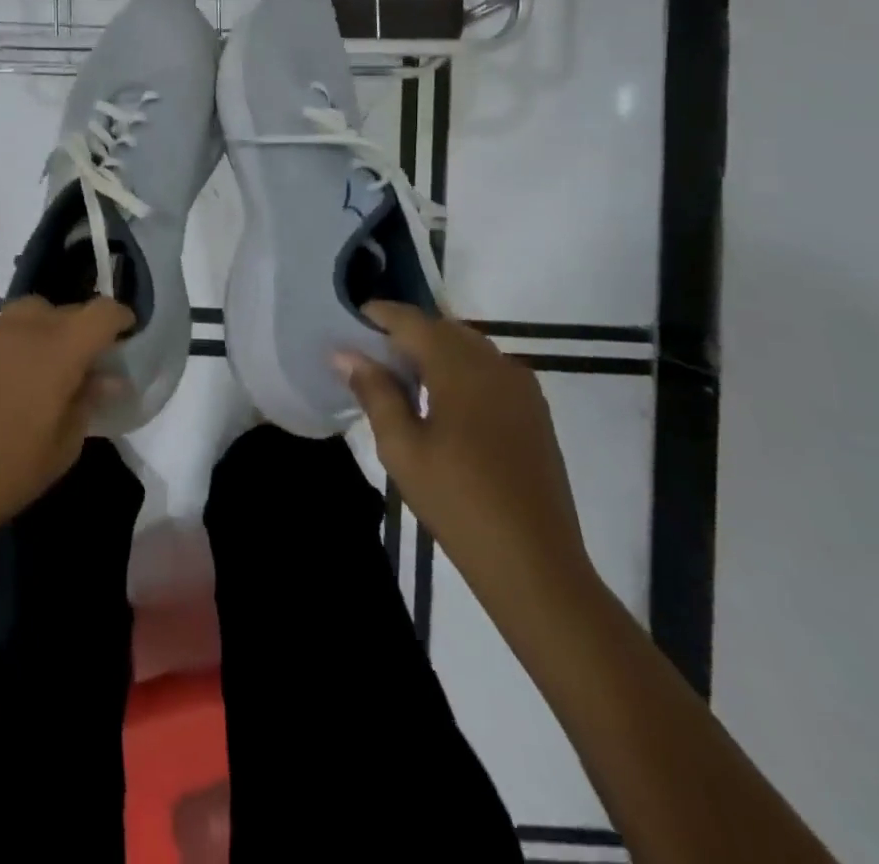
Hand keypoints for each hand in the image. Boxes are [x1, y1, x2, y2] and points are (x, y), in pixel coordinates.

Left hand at [0, 295, 131, 549]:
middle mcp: (21, 331)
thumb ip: (87, 402)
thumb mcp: (63, 447)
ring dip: (40, 333)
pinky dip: (6, 351)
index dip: (118, 318)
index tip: (126, 332)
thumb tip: (105, 379)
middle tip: (80, 361)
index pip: (100, 313)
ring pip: (23, 317)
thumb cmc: (7, 475)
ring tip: (37, 371)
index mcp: (57, 351)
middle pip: (60, 309)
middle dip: (77, 327)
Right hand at [337, 301, 592, 609]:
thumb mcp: (401, 447)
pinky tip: (442, 402)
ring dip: (433, 350)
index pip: (411, 320)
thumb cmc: (457, 501)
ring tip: (403, 379)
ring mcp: (521, 386)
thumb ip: (374, 391)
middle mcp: (494, 363)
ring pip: (468, 346)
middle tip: (371, 357)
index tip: (349, 325)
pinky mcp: (534, 410)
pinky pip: (489, 369)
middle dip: (405, 333)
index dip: (378, 316)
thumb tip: (345, 353)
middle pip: (441, 328)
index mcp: (460, 367)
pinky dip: (460, 369)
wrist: (534, 561)